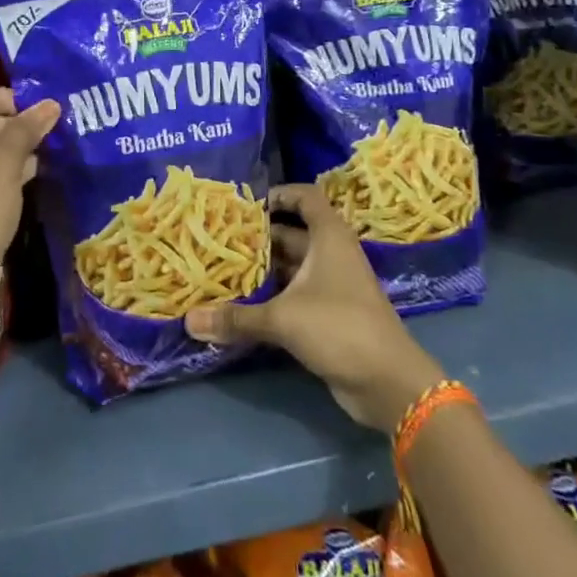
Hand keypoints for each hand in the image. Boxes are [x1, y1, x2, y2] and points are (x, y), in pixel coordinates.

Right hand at [185, 184, 445, 431]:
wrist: (389, 383)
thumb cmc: (339, 327)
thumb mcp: (283, 319)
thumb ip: (236, 319)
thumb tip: (188, 321)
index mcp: (328, 237)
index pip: (306, 197)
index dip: (280, 194)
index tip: (248, 203)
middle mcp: (331, 254)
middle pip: (293, 233)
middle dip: (260, 236)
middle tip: (222, 239)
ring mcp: (334, 285)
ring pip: (293, 266)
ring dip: (265, 268)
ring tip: (225, 269)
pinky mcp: (331, 315)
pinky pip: (297, 294)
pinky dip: (274, 295)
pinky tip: (245, 304)